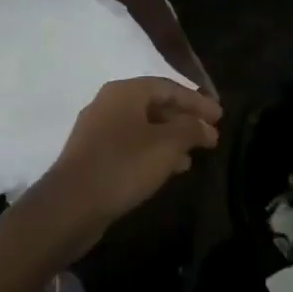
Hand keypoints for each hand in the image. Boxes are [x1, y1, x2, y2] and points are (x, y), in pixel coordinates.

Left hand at [24, 78, 221, 261]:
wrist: (71, 204)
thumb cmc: (123, 165)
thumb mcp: (166, 145)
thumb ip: (190, 129)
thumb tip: (205, 126)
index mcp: (125, 91)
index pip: (169, 87)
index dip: (197, 101)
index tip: (221, 117)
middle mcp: (109, 103)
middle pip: (155, 105)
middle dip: (185, 119)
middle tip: (211, 136)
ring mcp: (99, 129)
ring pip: (144, 127)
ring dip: (171, 138)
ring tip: (195, 155)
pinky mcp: (94, 155)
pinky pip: (132, 145)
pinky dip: (154, 152)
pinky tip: (170, 169)